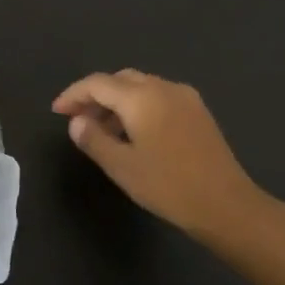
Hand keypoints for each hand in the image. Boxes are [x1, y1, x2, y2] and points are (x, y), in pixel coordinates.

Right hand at [52, 69, 274, 240]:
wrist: (227, 205)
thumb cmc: (169, 186)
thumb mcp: (122, 167)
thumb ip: (94, 139)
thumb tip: (77, 121)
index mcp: (141, 96)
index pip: (97, 83)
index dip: (73, 94)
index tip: (57, 111)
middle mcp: (163, 87)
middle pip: (120, 80)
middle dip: (95, 95)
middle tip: (78, 120)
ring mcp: (184, 97)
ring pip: (141, 86)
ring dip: (117, 101)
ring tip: (103, 130)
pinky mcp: (198, 111)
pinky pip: (159, 96)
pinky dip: (139, 105)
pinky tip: (134, 132)